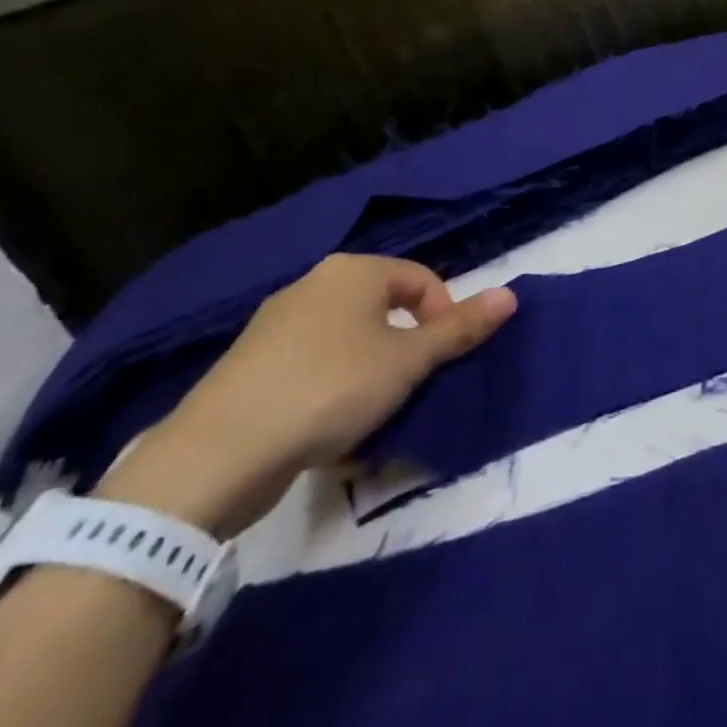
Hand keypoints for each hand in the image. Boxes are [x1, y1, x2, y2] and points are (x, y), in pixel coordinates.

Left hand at [99, 255, 515, 537]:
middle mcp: (314, 284)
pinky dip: (330, 388)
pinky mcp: (248, 365)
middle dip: (406, 347)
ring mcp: (275, 324)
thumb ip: (460, 329)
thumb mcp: (409, 361)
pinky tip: (327, 427)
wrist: (215, 455)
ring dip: (370, 371)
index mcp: (354, 271)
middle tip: (412, 387)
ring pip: (347, 341)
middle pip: (383, 309)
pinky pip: (310, 367)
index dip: (443, 317)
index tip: (443, 360)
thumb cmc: (331, 389)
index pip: (421, 280)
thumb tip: (511, 295)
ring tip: (373, 413)